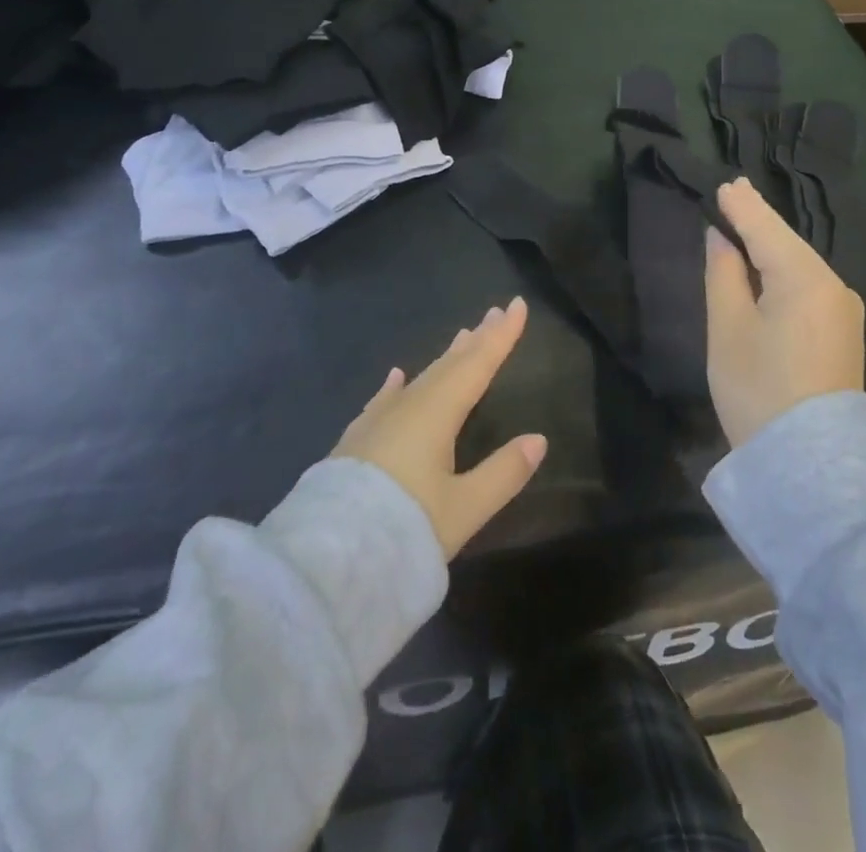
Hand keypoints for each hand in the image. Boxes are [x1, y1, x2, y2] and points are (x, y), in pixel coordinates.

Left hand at [333, 298, 547, 558]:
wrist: (326, 560)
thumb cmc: (403, 530)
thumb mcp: (464, 509)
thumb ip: (503, 473)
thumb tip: (539, 439)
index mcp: (437, 414)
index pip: (478, 365)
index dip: (501, 336)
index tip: (517, 305)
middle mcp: (408, 407)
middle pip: (450, 365)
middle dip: (477, 339)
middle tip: (495, 313)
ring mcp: (378, 421)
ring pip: (421, 378)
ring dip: (446, 358)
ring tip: (462, 336)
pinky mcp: (356, 441)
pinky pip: (385, 399)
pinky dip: (397, 385)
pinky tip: (397, 376)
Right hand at [704, 177, 864, 447]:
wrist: (812, 466)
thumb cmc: (759, 391)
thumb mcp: (728, 328)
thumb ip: (723, 274)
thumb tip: (722, 239)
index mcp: (805, 278)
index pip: (767, 228)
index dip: (742, 206)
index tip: (724, 184)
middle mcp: (834, 286)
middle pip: (787, 244)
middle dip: (757, 221)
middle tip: (731, 194)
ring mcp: (844, 311)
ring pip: (799, 265)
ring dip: (770, 246)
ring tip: (743, 223)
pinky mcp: (844, 333)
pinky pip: (808, 287)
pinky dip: (784, 272)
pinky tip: (767, 266)